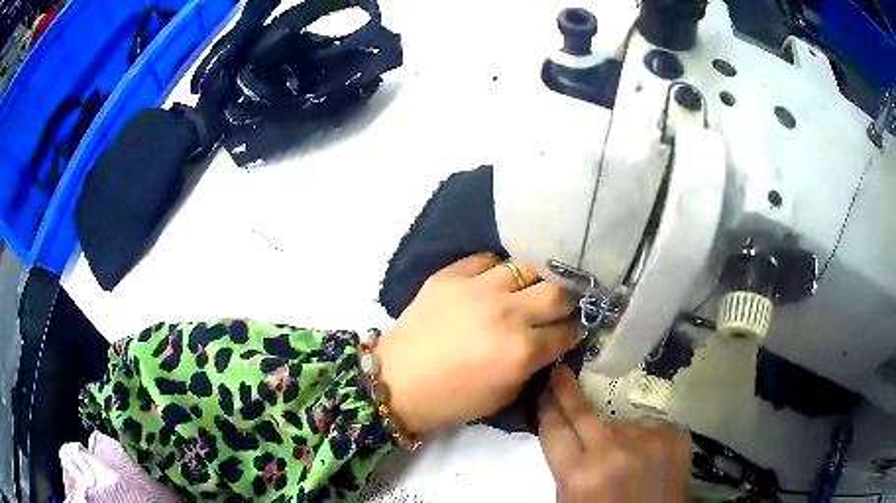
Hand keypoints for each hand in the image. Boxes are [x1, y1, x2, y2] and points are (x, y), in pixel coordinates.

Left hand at [375, 253, 578, 433]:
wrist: (398, 381)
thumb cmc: (452, 399)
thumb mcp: (505, 395)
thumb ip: (532, 365)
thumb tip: (546, 343)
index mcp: (522, 350)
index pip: (566, 330)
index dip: (574, 329)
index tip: (573, 327)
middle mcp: (507, 313)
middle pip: (557, 291)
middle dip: (565, 300)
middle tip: (558, 307)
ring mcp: (477, 289)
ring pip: (525, 269)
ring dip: (532, 282)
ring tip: (525, 292)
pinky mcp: (450, 276)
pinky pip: (486, 260)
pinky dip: (495, 271)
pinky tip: (492, 283)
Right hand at [539, 366, 690, 502]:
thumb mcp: (572, 497)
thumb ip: (569, 465)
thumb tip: (566, 430)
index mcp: (579, 474)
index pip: (555, 430)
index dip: (547, 410)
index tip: (544, 394)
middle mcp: (612, 452)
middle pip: (583, 412)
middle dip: (567, 390)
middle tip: (560, 371)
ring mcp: (647, 441)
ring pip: (622, 423)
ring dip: (619, 434)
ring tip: (627, 457)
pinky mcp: (675, 435)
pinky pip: (650, 426)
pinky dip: (645, 438)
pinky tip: (648, 457)